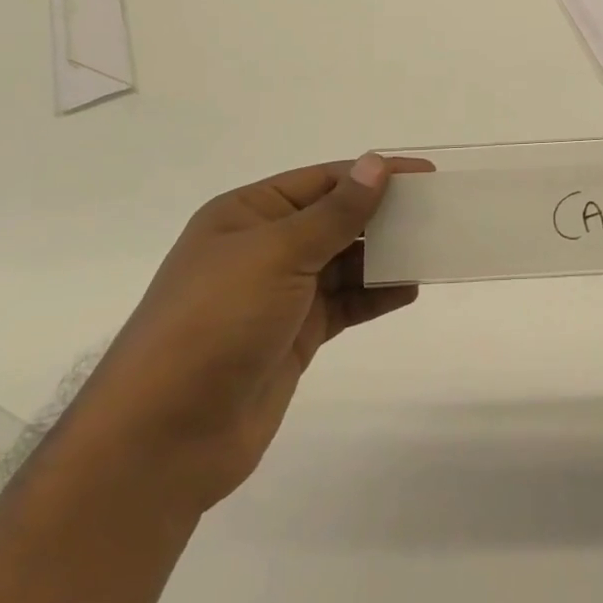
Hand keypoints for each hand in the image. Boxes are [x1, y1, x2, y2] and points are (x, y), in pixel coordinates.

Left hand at [65, 154, 431, 513]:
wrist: (164, 437)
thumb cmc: (215, 323)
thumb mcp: (277, 255)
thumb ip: (335, 213)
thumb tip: (376, 164)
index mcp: (247, 214)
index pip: (323, 181)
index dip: (374, 174)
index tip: (426, 174)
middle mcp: (263, 248)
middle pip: (335, 219)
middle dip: (383, 214)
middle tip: (438, 212)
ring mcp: (279, 294)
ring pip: (344, 262)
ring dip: (384, 255)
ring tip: (431, 249)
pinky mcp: (294, 335)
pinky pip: (345, 303)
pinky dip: (375, 295)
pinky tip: (409, 289)